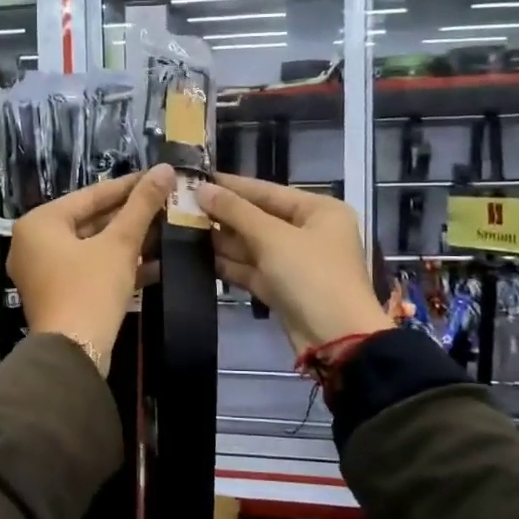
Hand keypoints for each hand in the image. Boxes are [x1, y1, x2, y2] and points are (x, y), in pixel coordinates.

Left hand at [10, 166, 174, 371]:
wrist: (73, 354)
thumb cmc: (90, 289)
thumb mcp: (120, 244)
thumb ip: (142, 205)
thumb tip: (164, 169)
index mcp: (40, 222)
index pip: (91, 195)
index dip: (129, 186)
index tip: (159, 176)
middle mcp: (34, 242)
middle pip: (91, 220)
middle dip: (131, 216)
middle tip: (166, 203)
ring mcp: (44, 271)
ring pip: (93, 246)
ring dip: (129, 241)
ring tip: (167, 229)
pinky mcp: (58, 294)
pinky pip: (90, 269)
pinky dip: (117, 265)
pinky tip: (156, 263)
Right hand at [195, 174, 391, 353]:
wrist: (336, 340)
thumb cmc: (311, 276)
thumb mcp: (272, 238)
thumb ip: (235, 211)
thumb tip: (202, 189)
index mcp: (319, 210)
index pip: (267, 190)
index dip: (231, 185)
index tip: (196, 178)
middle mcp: (309, 232)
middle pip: (259, 217)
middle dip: (223, 214)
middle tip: (181, 205)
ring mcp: (295, 262)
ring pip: (252, 245)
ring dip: (222, 239)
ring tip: (182, 228)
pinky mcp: (282, 288)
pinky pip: (252, 269)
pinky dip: (229, 264)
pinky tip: (198, 257)